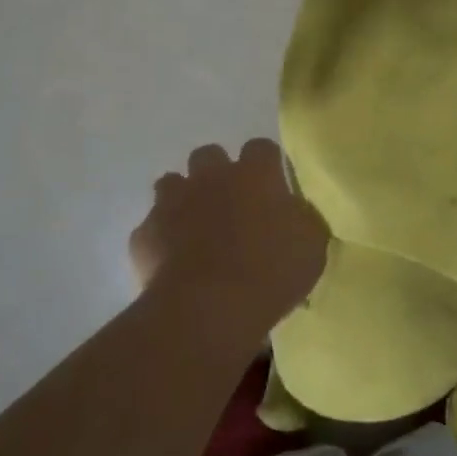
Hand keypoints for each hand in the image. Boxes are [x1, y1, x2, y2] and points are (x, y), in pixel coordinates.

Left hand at [130, 139, 328, 330]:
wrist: (209, 307)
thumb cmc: (271, 271)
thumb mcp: (311, 245)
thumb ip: (302, 218)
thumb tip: (294, 211)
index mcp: (255, 175)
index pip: (261, 148)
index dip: (266, 164)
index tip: (272, 185)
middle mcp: (211, 178)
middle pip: (209, 155)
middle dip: (217, 172)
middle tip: (231, 203)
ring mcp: (172, 203)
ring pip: (172, 183)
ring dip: (183, 198)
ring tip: (195, 227)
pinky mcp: (145, 234)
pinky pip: (151, 227)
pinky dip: (161, 238)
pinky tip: (173, 260)